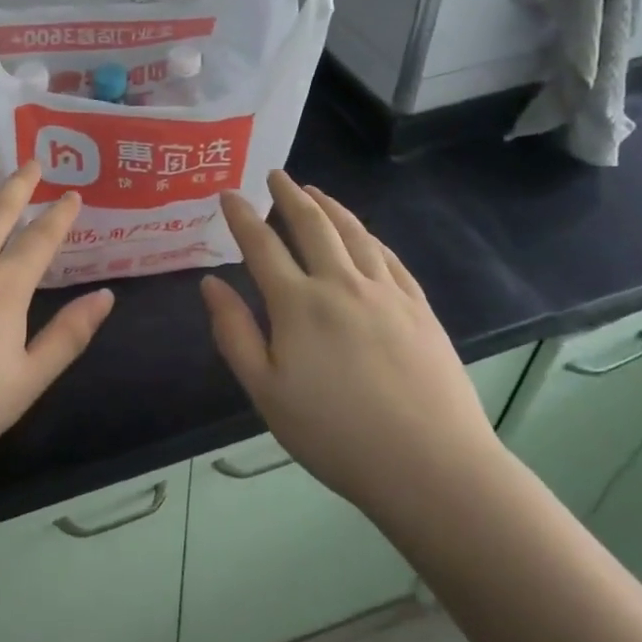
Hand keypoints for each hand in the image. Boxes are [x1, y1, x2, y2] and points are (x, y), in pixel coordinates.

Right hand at [200, 172, 504, 532]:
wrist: (431, 466)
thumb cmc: (335, 434)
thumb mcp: (266, 392)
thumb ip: (234, 333)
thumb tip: (210, 283)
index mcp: (298, 304)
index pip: (261, 244)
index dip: (241, 215)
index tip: (228, 194)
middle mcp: (340, 283)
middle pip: (311, 225)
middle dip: (289, 195)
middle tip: (275, 175)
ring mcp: (385, 292)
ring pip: (353, 233)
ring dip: (330, 207)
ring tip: (315, 192)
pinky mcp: (419, 308)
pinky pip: (389, 257)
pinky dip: (369, 237)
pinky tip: (364, 235)